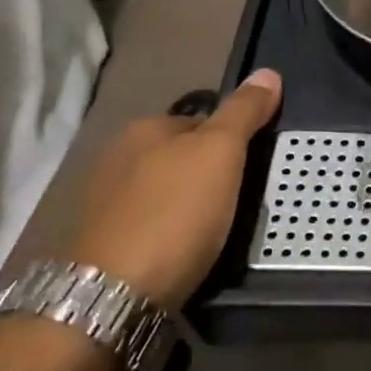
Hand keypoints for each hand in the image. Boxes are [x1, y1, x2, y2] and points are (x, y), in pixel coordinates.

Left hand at [68, 69, 282, 305]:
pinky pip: (152, 227)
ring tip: (218, 232)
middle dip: (210, 176)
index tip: (253, 169)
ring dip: (191, 207)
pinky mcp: (101, 245)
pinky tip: (185, 253)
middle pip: (183, 157)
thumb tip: (269, 72)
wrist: (112, 298)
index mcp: (144, 128)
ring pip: (166, 194)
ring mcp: (104, 203)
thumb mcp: (221, 153)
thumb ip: (244, 112)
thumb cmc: (174, 214)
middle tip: (241, 203)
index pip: (202, 121)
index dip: (233, 142)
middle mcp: (117, 157)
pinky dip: (171, 235)